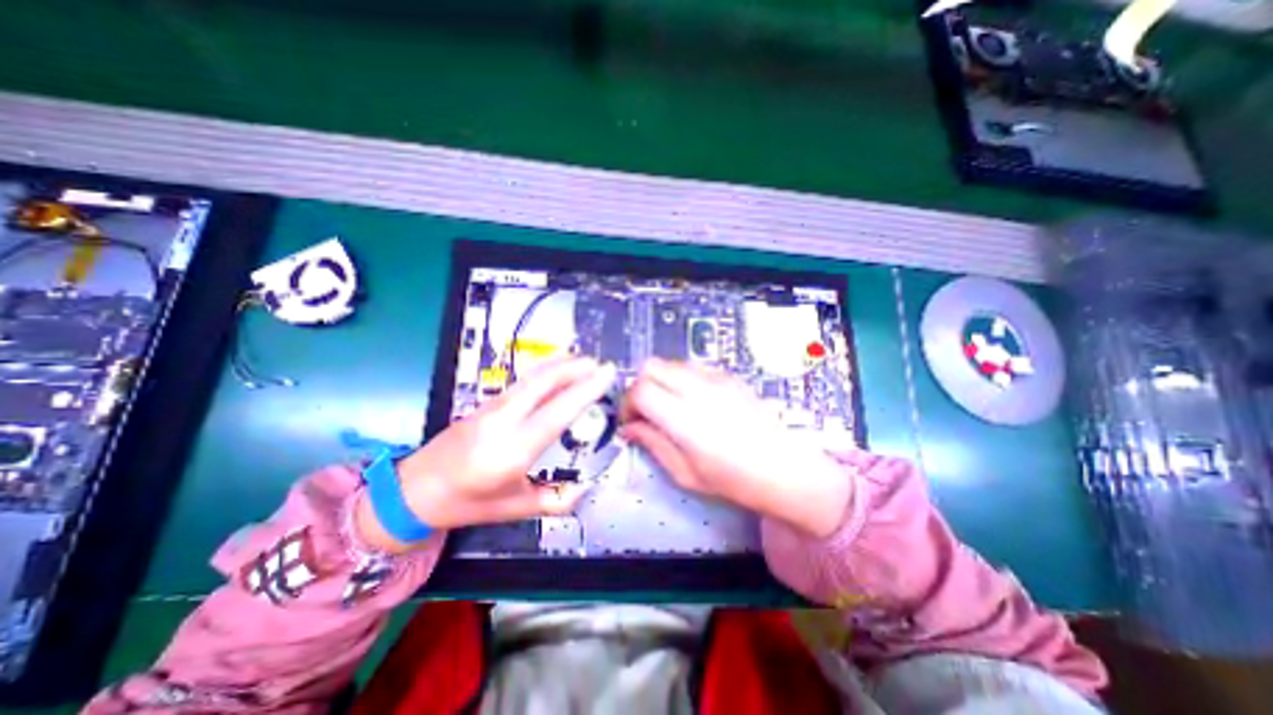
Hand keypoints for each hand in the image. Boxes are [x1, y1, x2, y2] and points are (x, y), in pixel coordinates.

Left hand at [359, 358, 615, 551]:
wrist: (414, 490)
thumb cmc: (467, 503)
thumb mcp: (515, 510)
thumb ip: (556, 501)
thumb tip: (586, 485)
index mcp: (512, 451)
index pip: (557, 413)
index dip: (585, 391)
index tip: (606, 376)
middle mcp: (503, 421)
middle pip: (544, 382)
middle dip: (576, 368)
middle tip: (602, 365)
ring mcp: (493, 406)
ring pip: (533, 376)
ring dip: (562, 364)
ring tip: (586, 361)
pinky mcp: (488, 401)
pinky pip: (523, 379)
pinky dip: (545, 368)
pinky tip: (557, 365)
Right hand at [619, 361, 848, 539]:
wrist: (786, 469)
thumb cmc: (734, 480)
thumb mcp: (686, 473)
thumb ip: (653, 444)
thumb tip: (630, 428)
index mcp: (685, 418)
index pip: (641, 390)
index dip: (627, 403)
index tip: (630, 421)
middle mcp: (698, 389)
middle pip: (651, 366)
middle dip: (640, 386)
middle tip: (645, 411)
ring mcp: (716, 378)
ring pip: (671, 363)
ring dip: (660, 380)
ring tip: (668, 406)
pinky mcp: (729, 376)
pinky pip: (693, 366)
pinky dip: (682, 378)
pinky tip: (693, 401)